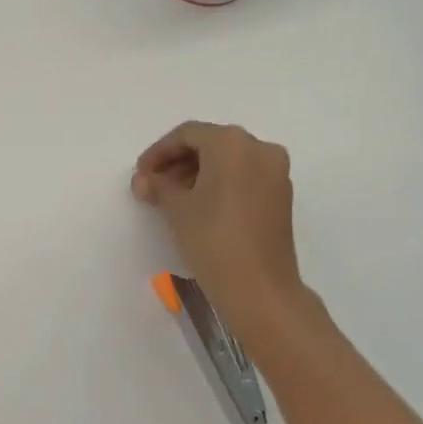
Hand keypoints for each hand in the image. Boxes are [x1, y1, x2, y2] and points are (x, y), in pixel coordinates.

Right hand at [131, 121, 328, 342]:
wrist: (260, 289)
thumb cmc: (213, 238)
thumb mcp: (176, 208)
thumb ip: (157, 185)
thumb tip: (143, 180)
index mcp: (232, 142)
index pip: (187, 135)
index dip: (159, 152)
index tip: (141, 173)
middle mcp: (259, 148)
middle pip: (210, 144)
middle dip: (178, 161)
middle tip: (153, 184)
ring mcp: (275, 172)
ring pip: (229, 160)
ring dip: (198, 172)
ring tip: (172, 197)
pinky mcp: (281, 196)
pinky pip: (244, 176)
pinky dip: (220, 183)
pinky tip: (199, 204)